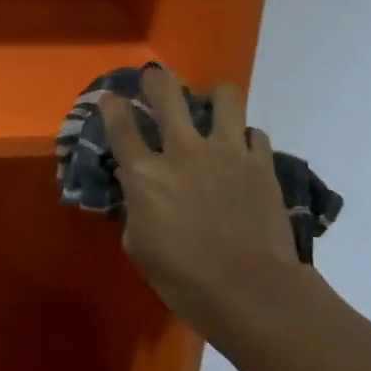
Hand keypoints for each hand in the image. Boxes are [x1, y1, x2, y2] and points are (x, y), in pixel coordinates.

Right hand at [99, 69, 300, 330]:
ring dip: (213, 97)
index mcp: (145, 174)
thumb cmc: (184, 278)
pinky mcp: (261, 163)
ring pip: (224, 97)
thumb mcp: (139, 246)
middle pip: (166, 93)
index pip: (120, 125)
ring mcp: (227, 152)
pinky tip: (242, 151)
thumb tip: (136, 187)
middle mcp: (184, 151)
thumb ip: (135, 207)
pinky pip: (254, 133)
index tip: (109, 98)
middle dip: (155, 80)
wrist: (250, 291)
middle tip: (154, 80)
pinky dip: (245, 138)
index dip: (111, 105)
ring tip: (211, 106)